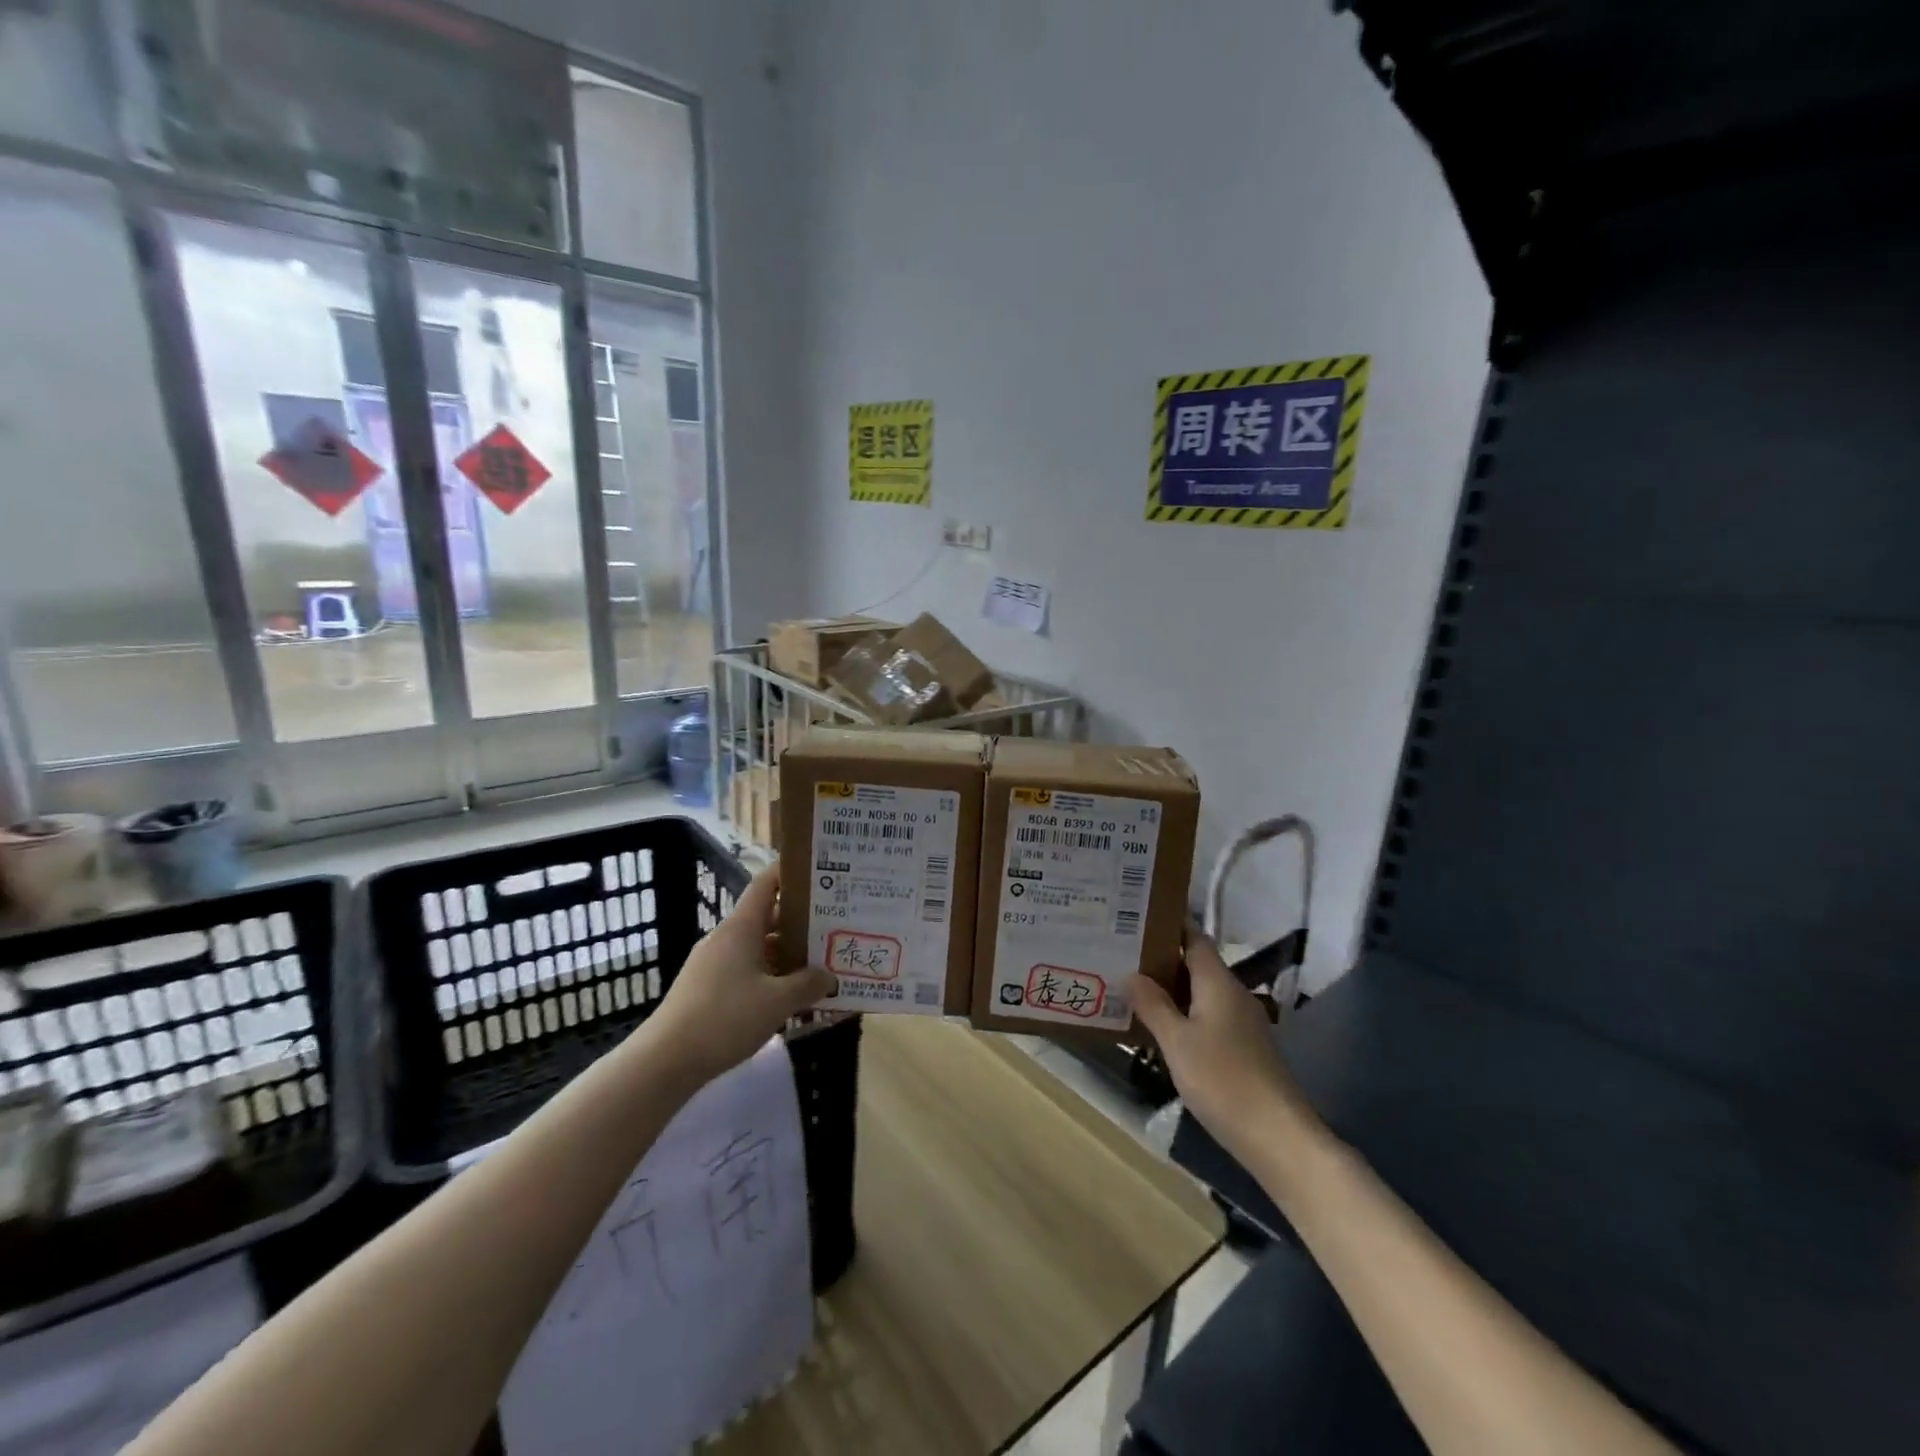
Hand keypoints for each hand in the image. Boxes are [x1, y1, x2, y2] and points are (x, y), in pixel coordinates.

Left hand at [639, 864, 835, 1087]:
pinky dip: (769, 975)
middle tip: (834, 926)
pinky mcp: (706, 988)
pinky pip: (745, 970)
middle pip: (767, 917)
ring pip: (757, 947)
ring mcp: (713, 963)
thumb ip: (808, 985)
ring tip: (819, 964)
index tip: (819, 873)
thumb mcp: (777, 1002)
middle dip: (800, 922)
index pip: (766, 884)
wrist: (665, 1060)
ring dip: (786, 953)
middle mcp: (726, 937)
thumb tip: (829, 976)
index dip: (790, 873)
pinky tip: (788, 996)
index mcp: (741, 928)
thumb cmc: (725, 1018)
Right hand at [1131, 924, 1327, 1173]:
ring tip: (1131, 986)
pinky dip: (1183, 1013)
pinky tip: (1160, 1027)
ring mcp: (1242, 1022)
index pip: (1194, 938)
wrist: (1277, 1136)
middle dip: (1161, 958)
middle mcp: (1233, 994)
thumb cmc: (1222, 1079)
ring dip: (1170, 988)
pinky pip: (1207, 1016)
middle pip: (1196, 964)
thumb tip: (1132, 973)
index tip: (1137, 917)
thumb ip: (1154, 1005)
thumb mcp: (1177, 1042)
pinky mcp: (1243, 1048)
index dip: (1169, 924)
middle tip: (1121, 953)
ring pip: (1200, 992)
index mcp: (1218, 982)